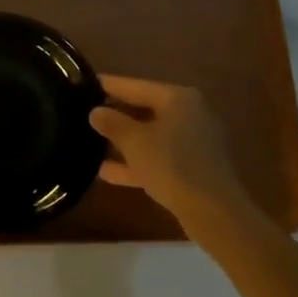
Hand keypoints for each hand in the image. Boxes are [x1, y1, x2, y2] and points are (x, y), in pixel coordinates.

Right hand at [90, 76, 257, 237]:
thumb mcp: (134, 141)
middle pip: (144, 110)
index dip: (108, 85)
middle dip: (115, 115)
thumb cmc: (172, 164)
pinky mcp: (193, 168)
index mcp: (178, 98)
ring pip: (150, 136)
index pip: (135, 86)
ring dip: (123, 142)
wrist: (214, 213)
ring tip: (90, 143)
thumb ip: (112, 123)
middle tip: (84, 114)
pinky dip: (136, 162)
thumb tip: (95, 112)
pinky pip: (158, 158)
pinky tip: (106, 172)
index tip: (83, 83)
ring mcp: (193, 142)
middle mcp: (189, 114)